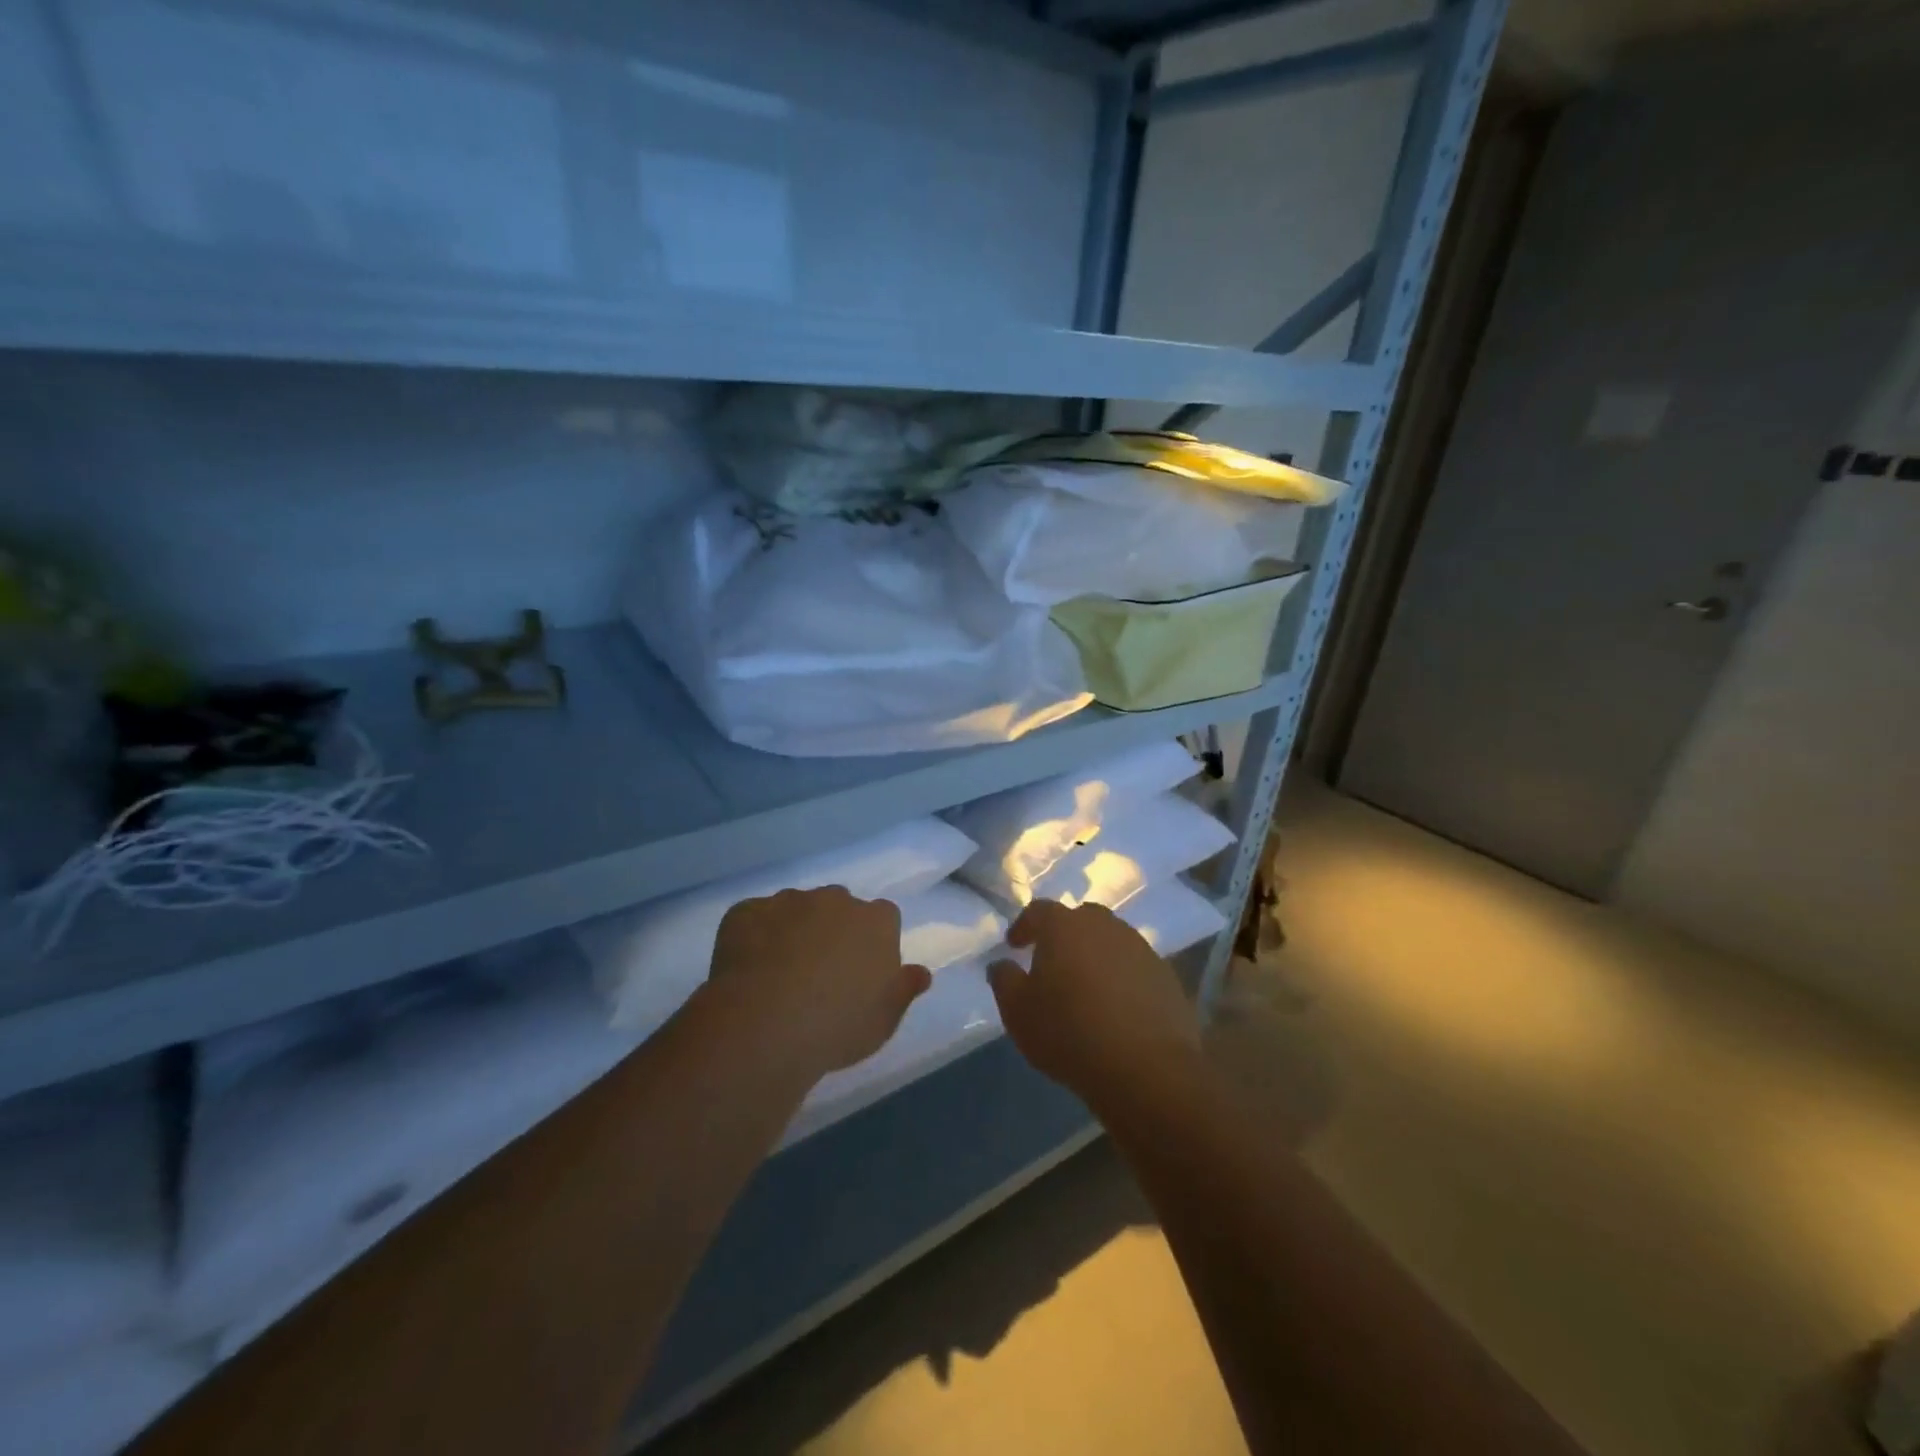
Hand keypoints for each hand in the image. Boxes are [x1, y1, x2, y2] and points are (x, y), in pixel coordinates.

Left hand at [698, 886, 930, 1086]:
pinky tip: (747, 970)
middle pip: (839, 907)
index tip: (861, 972)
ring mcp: (788, 900)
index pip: (884, 918)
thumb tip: (921, 972)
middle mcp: (835, 899)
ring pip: (796, 909)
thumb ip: (904, 989)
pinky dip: (754, 936)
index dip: (872, 943)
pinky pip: (755, 918)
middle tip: (820, 973)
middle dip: (832, 930)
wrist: (765, 1024)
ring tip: (779, 975)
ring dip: (793, 930)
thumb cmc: (838, 1025)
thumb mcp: (885, 1019)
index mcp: (876, 920)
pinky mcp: (747, 910)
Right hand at [988, 900, 1202, 1113]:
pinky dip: (1121, 978)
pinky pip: (1134, 967)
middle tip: (1052, 963)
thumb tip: (1002, 964)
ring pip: (1110, 941)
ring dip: (1095, 956)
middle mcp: (1104, 926)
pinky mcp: (1166, 975)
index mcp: (1064, 926)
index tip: (1015, 945)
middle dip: (1063, 936)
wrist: (1146, 1068)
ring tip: (1085, 987)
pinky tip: (1116, 1007)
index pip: (1038, 911)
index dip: (1024, 926)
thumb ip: (1004, 979)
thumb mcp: (1017, 1012)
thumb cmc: (1069, 1033)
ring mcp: (1140, 948)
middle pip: (1079, 920)